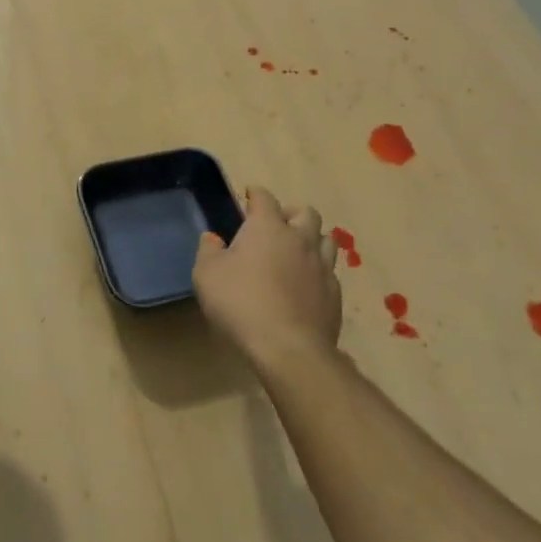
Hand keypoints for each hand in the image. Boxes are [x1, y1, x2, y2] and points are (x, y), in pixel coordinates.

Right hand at [192, 186, 343, 369]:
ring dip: (311, 239)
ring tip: (295, 252)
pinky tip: (304, 285)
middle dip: (290, 213)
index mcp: (268, 228)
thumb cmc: (240, 303)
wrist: (288, 348)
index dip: (256, 194)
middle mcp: (300, 240)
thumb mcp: (206, 274)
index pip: (264, 198)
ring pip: (325, 240)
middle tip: (275, 225)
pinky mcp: (334, 295)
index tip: (248, 196)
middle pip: (306, 212)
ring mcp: (322, 267)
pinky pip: (328, 272)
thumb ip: (208, 251)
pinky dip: (316, 271)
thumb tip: (213, 238)